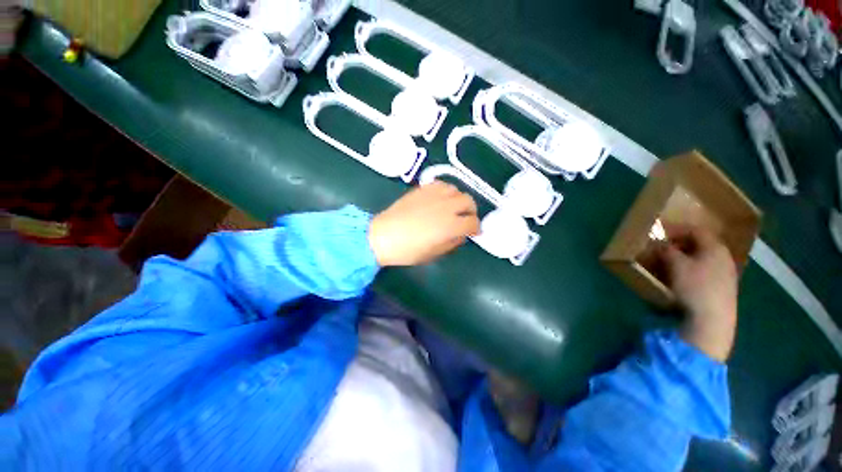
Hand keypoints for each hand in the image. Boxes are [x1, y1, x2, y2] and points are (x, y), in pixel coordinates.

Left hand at [368, 182, 479, 266]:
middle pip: (469, 202)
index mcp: (451, 225)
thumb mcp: (434, 253)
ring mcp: (434, 195)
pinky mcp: (422, 189)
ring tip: (452, 208)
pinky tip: (440, 199)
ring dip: (458, 199)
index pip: (473, 222)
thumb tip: (461, 235)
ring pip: (456, 190)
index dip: (476, 228)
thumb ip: (452, 242)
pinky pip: (441, 184)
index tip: (473, 232)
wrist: (383, 236)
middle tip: (465, 219)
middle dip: (471, 211)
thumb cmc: (408, 250)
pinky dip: (446, 191)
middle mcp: (446, 207)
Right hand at [657, 225, 737, 361]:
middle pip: (702, 244)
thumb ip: (667, 251)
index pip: (696, 230)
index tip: (662, 234)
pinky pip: (708, 270)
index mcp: (715, 247)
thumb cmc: (694, 286)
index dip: (678, 230)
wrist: (713, 320)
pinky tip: (684, 278)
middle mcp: (724, 257)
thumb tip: (661, 244)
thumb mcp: (675, 265)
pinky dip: (694, 269)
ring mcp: (727, 273)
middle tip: (665, 249)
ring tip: (671, 264)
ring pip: (705, 258)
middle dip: (682, 244)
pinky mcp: (725, 287)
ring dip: (688, 257)